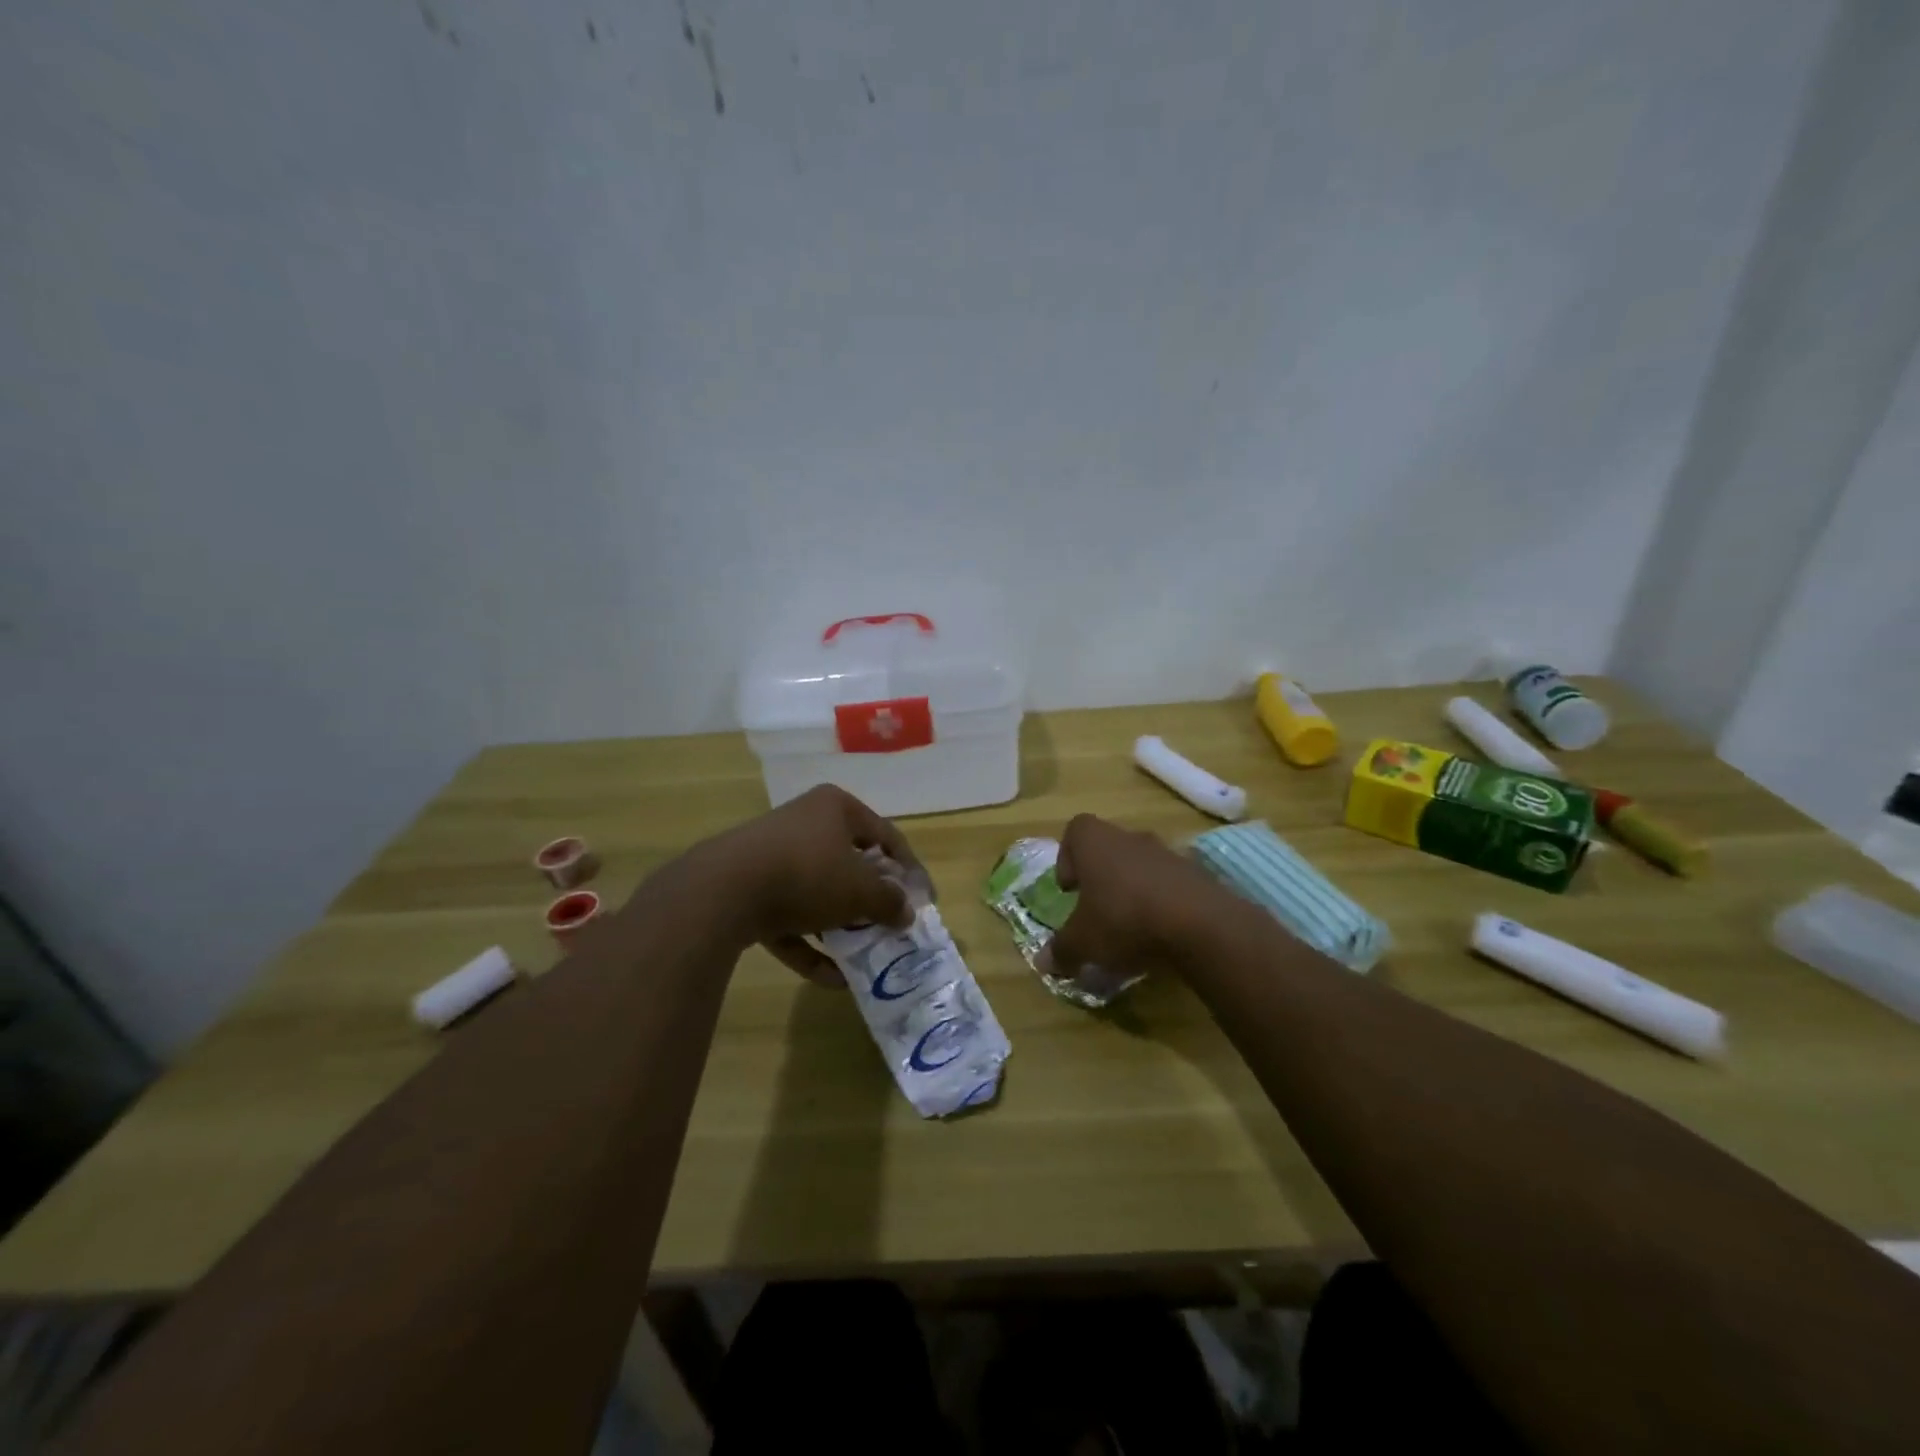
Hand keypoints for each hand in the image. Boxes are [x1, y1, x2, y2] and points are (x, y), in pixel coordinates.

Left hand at [689, 784, 925, 986]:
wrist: (722, 892)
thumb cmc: (807, 874)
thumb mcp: (860, 890)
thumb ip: (889, 902)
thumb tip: (907, 913)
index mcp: (835, 808)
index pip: (886, 835)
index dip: (909, 869)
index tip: (923, 901)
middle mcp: (804, 823)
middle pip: (850, 863)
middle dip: (871, 900)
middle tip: (890, 926)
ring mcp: (771, 856)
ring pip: (818, 893)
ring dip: (840, 926)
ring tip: (863, 955)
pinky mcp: (748, 890)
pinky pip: (789, 918)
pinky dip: (809, 945)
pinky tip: (831, 980)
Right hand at [1044, 813, 1230, 983]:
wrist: (1200, 924)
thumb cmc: (1124, 919)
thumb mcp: (1083, 942)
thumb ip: (1061, 950)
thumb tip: (1043, 962)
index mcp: (1096, 842)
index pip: (1075, 830)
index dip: (1068, 856)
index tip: (1070, 889)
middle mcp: (1130, 838)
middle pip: (1109, 848)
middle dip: (1101, 878)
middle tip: (1097, 911)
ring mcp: (1167, 853)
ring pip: (1140, 866)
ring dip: (1132, 890)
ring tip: (1130, 928)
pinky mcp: (1196, 874)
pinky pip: (1169, 884)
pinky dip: (1161, 903)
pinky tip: (1160, 934)